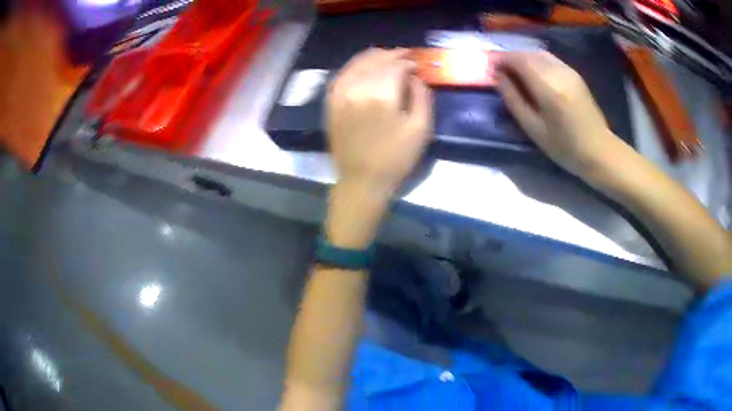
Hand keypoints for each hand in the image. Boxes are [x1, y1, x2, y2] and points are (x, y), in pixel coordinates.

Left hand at [324, 48, 432, 247]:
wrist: (362, 180)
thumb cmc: (396, 158)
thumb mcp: (421, 129)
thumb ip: (421, 95)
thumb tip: (414, 75)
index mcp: (381, 95)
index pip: (395, 66)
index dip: (408, 62)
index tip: (417, 64)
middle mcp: (357, 89)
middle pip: (376, 61)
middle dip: (393, 55)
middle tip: (405, 56)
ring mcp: (340, 94)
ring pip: (358, 64)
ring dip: (375, 57)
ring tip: (388, 57)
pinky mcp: (331, 102)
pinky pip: (343, 74)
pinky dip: (356, 66)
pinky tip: (366, 67)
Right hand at [497, 51, 628, 178]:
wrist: (599, 151)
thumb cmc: (565, 147)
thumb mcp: (533, 128)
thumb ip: (513, 99)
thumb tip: (498, 77)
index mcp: (548, 87)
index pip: (518, 60)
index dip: (500, 59)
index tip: (489, 67)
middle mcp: (558, 72)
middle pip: (527, 54)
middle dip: (510, 58)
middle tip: (499, 70)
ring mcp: (569, 71)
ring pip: (538, 54)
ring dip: (523, 58)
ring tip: (513, 72)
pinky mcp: (574, 74)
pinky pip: (549, 59)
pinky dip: (535, 61)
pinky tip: (532, 74)